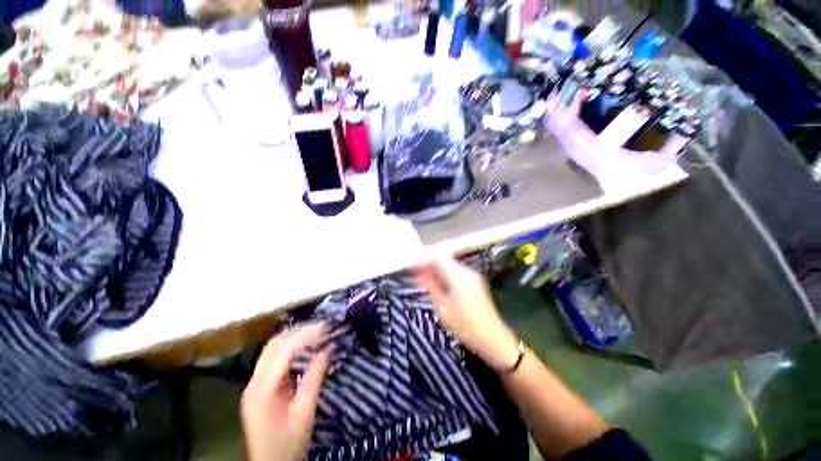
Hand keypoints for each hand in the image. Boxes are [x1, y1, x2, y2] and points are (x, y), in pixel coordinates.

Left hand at [241, 324, 329, 460]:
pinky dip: (290, 348)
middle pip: (273, 345)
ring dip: (294, 338)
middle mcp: (253, 383)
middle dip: (299, 332)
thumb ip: (314, 379)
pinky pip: (273, 359)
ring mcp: (254, 385)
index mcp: (262, 391)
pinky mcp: (258, 388)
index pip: (283, 351)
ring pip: (272, 350)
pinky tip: (304, 347)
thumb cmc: (288, 445)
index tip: (325, 329)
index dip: (305, 336)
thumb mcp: (304, 413)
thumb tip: (326, 350)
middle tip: (322, 328)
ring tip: (316, 333)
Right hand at [412, 256, 519, 370]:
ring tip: (421, 279)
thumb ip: (430, 287)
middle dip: (427, 264)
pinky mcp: (474, 281)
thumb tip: (417, 273)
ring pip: (448, 265)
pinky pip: (454, 272)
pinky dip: (443, 274)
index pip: (438, 257)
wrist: (493, 339)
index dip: (423, 259)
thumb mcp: (443, 309)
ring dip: (434, 269)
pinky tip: (435, 284)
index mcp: (460, 277)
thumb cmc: (466, 327)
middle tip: (413, 274)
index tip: (411, 267)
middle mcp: (467, 271)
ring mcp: (472, 276)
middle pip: (443, 259)